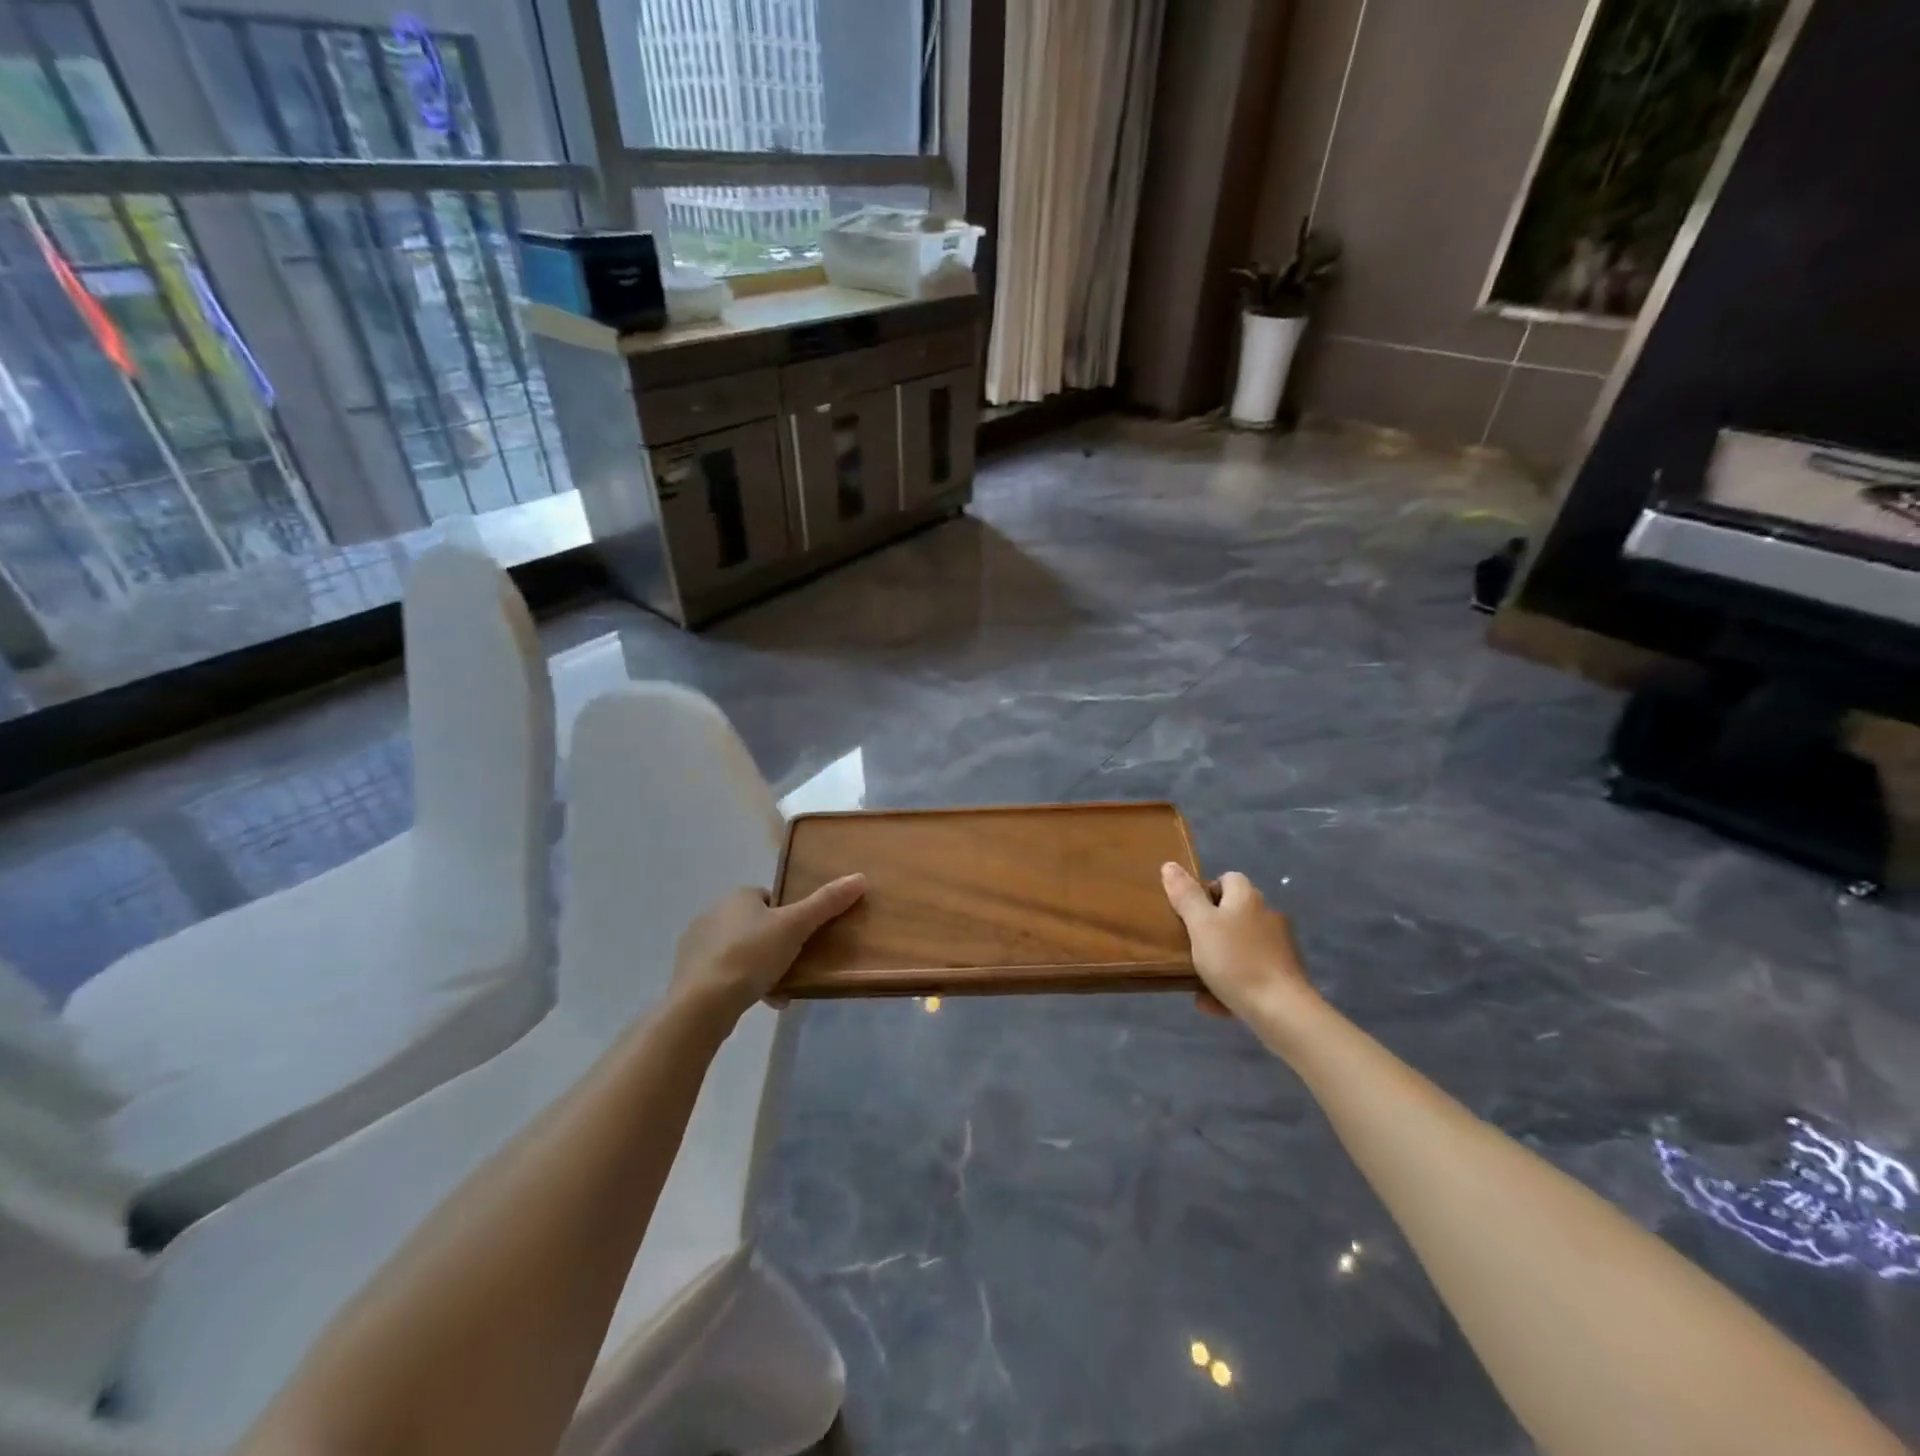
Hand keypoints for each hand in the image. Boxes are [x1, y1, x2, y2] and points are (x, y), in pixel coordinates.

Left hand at [669, 875, 865, 1026]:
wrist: (702, 1003)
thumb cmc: (751, 955)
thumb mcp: (796, 926)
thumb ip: (826, 903)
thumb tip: (859, 877)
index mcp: (737, 896)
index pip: (771, 899)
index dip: (790, 916)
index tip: (804, 937)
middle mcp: (714, 913)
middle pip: (757, 925)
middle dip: (777, 945)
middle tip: (798, 964)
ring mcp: (697, 945)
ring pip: (742, 951)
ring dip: (763, 968)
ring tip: (783, 990)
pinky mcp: (690, 974)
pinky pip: (726, 973)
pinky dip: (745, 984)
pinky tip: (762, 1002)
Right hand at [1161, 863, 1315, 1023]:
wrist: (1281, 1010)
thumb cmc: (1235, 960)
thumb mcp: (1200, 925)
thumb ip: (1185, 895)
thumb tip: (1169, 865)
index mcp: (1247, 898)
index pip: (1228, 878)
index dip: (1206, 891)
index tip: (1188, 913)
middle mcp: (1266, 916)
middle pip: (1233, 913)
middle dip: (1210, 929)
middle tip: (1189, 946)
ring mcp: (1278, 947)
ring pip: (1240, 946)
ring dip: (1219, 959)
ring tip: (1197, 979)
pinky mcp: (1283, 975)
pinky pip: (1250, 972)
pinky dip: (1232, 984)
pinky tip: (1214, 1003)